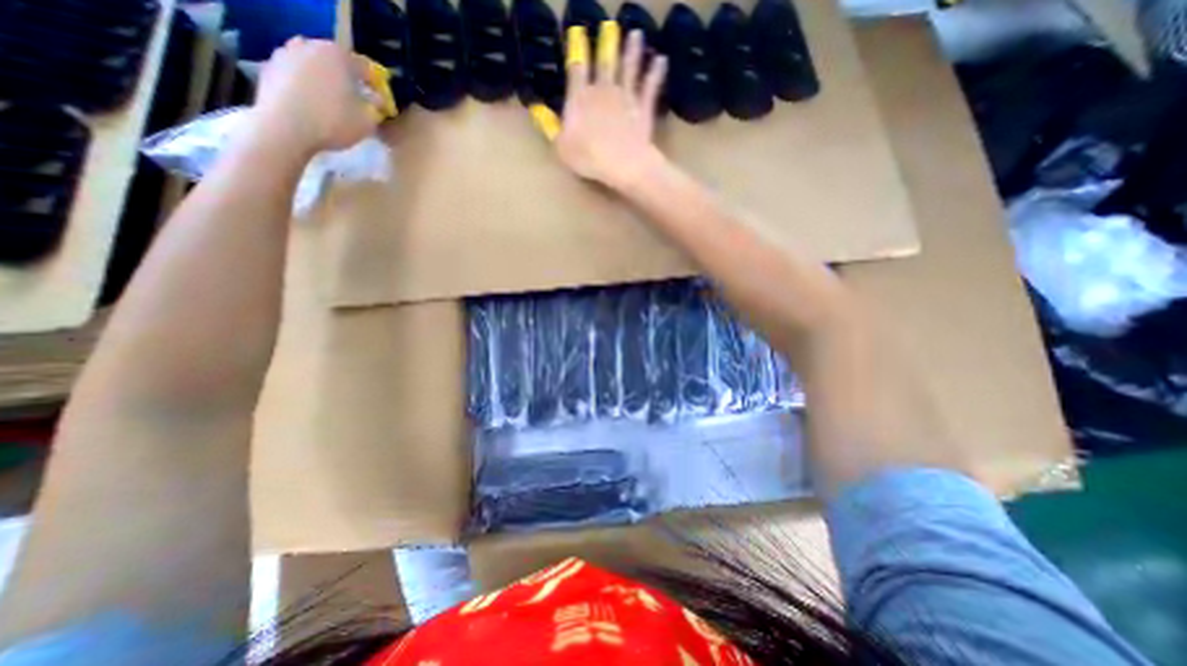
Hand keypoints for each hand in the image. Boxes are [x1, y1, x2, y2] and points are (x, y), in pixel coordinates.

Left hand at [248, 36, 390, 156]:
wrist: (285, 128)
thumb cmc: (333, 122)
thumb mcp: (368, 121)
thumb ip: (376, 108)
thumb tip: (376, 100)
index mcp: (337, 54)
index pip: (365, 67)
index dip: (375, 86)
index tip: (380, 102)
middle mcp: (309, 46)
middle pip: (336, 62)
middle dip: (347, 79)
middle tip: (356, 101)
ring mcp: (285, 54)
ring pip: (314, 67)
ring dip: (325, 81)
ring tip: (332, 103)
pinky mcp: (269, 67)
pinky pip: (296, 76)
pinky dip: (306, 86)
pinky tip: (312, 106)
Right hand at [555, 27, 667, 188]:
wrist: (623, 164)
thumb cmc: (589, 158)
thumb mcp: (561, 147)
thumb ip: (550, 126)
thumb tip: (536, 108)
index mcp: (581, 99)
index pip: (577, 69)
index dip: (577, 49)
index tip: (578, 32)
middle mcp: (603, 90)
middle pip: (605, 62)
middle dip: (606, 42)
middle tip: (609, 25)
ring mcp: (626, 97)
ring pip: (629, 68)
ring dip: (632, 50)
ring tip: (636, 33)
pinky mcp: (643, 107)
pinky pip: (650, 85)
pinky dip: (656, 72)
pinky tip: (661, 59)